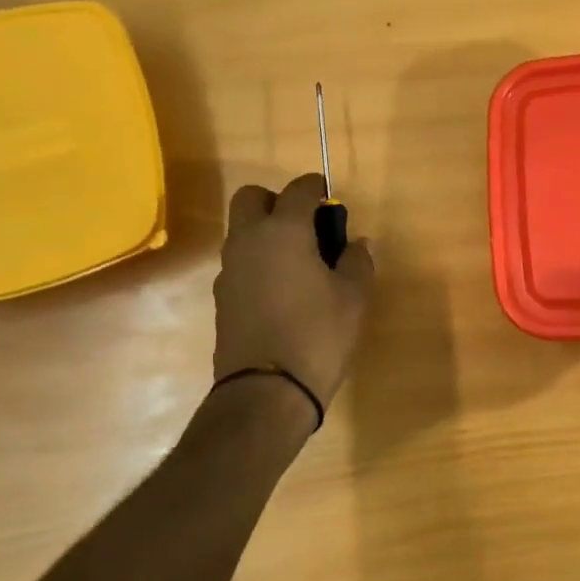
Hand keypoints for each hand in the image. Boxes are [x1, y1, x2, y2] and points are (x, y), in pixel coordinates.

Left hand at [214, 174, 374, 413]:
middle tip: (307, 226)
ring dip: (267, 233)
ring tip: (301, 263)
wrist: (265, 392)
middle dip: (278, 201)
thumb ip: (357, 262)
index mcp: (283, 231)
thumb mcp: (353, 298)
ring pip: (243, 232)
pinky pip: (241, 263)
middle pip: (252, 198)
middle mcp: (248, 241)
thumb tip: (357, 243)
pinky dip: (259, 263)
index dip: (316, 188)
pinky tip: (283, 291)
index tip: (330, 197)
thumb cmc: (317, 335)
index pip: (298, 190)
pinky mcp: (222, 298)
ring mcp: (229, 270)